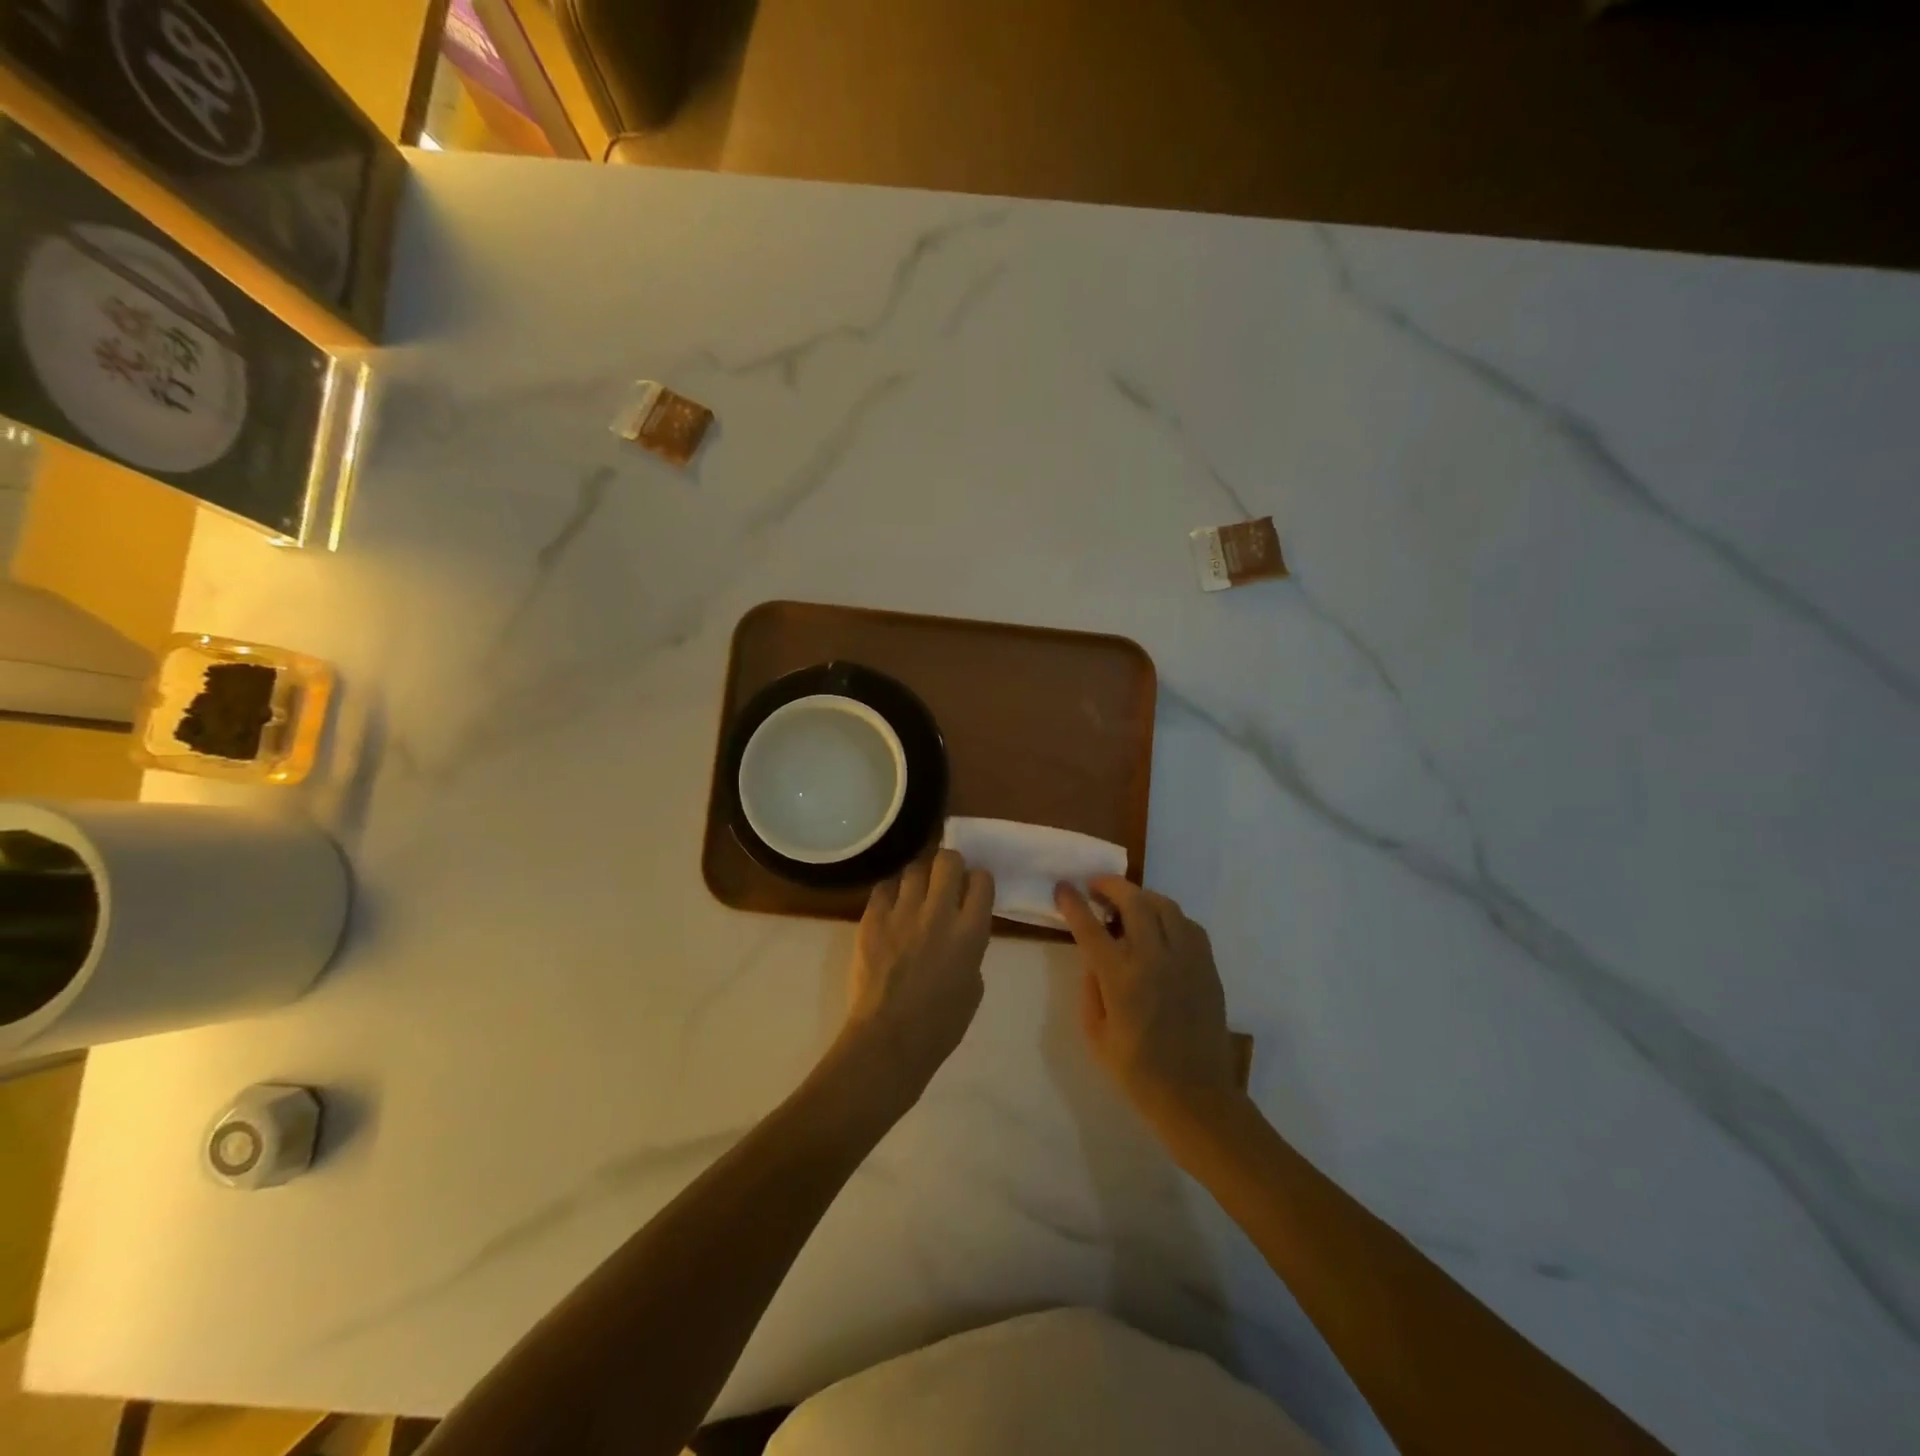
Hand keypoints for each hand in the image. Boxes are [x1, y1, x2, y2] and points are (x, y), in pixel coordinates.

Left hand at [839, 850, 994, 1111]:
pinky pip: (884, 887)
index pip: (982, 879)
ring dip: (920, 877)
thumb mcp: (973, 986)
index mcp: (970, 931)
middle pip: (948, 859)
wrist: (888, 1039)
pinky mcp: (872, 917)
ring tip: (916, 893)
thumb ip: (970, 948)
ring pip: (914, 868)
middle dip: (950, 863)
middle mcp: (938, 911)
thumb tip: (959, 932)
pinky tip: (892, 908)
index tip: (972, 888)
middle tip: (946, 879)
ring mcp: (902, 911)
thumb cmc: (940, 1024)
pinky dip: (892, 893)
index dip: (978, 880)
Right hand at [1054, 877, 1239, 1135]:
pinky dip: (1169, 917)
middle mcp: (1154, 958)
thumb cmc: (1137, 1071)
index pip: (1091, 926)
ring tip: (1127, 902)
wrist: (1196, 1096)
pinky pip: (1188, 925)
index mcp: (1121, 978)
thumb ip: (1091, 988)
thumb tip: (1095, 959)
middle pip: (1133, 901)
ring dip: (1141, 896)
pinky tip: (1159, 927)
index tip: (1063, 888)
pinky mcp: (1207, 966)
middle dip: (1110, 885)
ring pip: (1165, 906)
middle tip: (1095, 886)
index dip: (1073, 903)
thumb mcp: (1096, 1034)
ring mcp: (1186, 959)